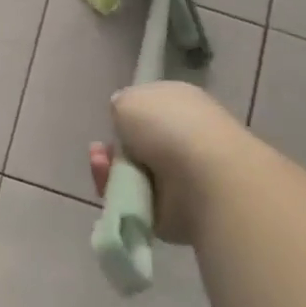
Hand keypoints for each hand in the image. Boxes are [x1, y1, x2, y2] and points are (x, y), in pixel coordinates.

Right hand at [89, 82, 240, 244]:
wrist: (205, 178)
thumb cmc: (168, 125)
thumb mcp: (129, 98)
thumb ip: (122, 105)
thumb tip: (124, 119)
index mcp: (182, 103)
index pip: (150, 107)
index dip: (127, 114)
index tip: (113, 120)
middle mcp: (185, 137)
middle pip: (137, 143)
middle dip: (113, 147)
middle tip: (100, 149)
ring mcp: (183, 174)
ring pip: (132, 172)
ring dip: (110, 169)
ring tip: (100, 164)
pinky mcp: (176, 208)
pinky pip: (135, 199)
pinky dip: (118, 192)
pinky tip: (110, 184)